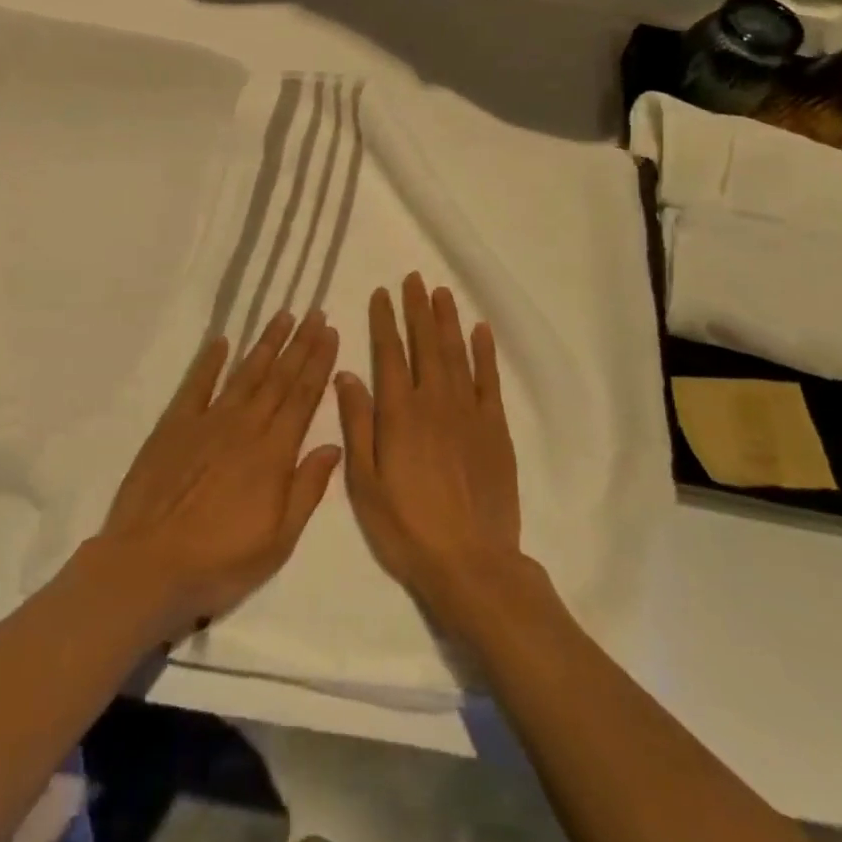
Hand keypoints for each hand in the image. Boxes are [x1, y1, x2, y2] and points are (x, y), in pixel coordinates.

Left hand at [98, 312, 342, 640]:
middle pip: (278, 377)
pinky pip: (196, 385)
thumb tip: (334, 445)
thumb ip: (307, 489)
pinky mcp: (174, 426)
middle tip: (316, 312)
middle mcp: (244, 426)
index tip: (331, 332)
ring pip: (244, 373)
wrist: (147, 566)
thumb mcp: (278, 542)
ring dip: (265, 344)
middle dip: (300, 343)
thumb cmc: (219, 562)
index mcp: (273, 453)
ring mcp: (207, 422)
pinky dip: (209, 361)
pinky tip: (221, 341)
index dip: (318, 363)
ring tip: (283, 316)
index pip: (303, 397)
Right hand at [335, 274, 524, 610]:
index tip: (382, 293)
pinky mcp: (495, 429)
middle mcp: (434, 402)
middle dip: (418, 309)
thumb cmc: (407, 527)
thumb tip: (346, 374)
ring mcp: (469, 413)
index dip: (385, 321)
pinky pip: (490, 381)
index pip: (389, 354)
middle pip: (425, 344)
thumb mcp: (365, 483)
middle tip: (415, 279)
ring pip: (457, 354)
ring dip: (448, 321)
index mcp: (399, 414)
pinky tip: (481, 331)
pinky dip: (485, 353)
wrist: (471, 563)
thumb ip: (357, 424)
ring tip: (442, 293)